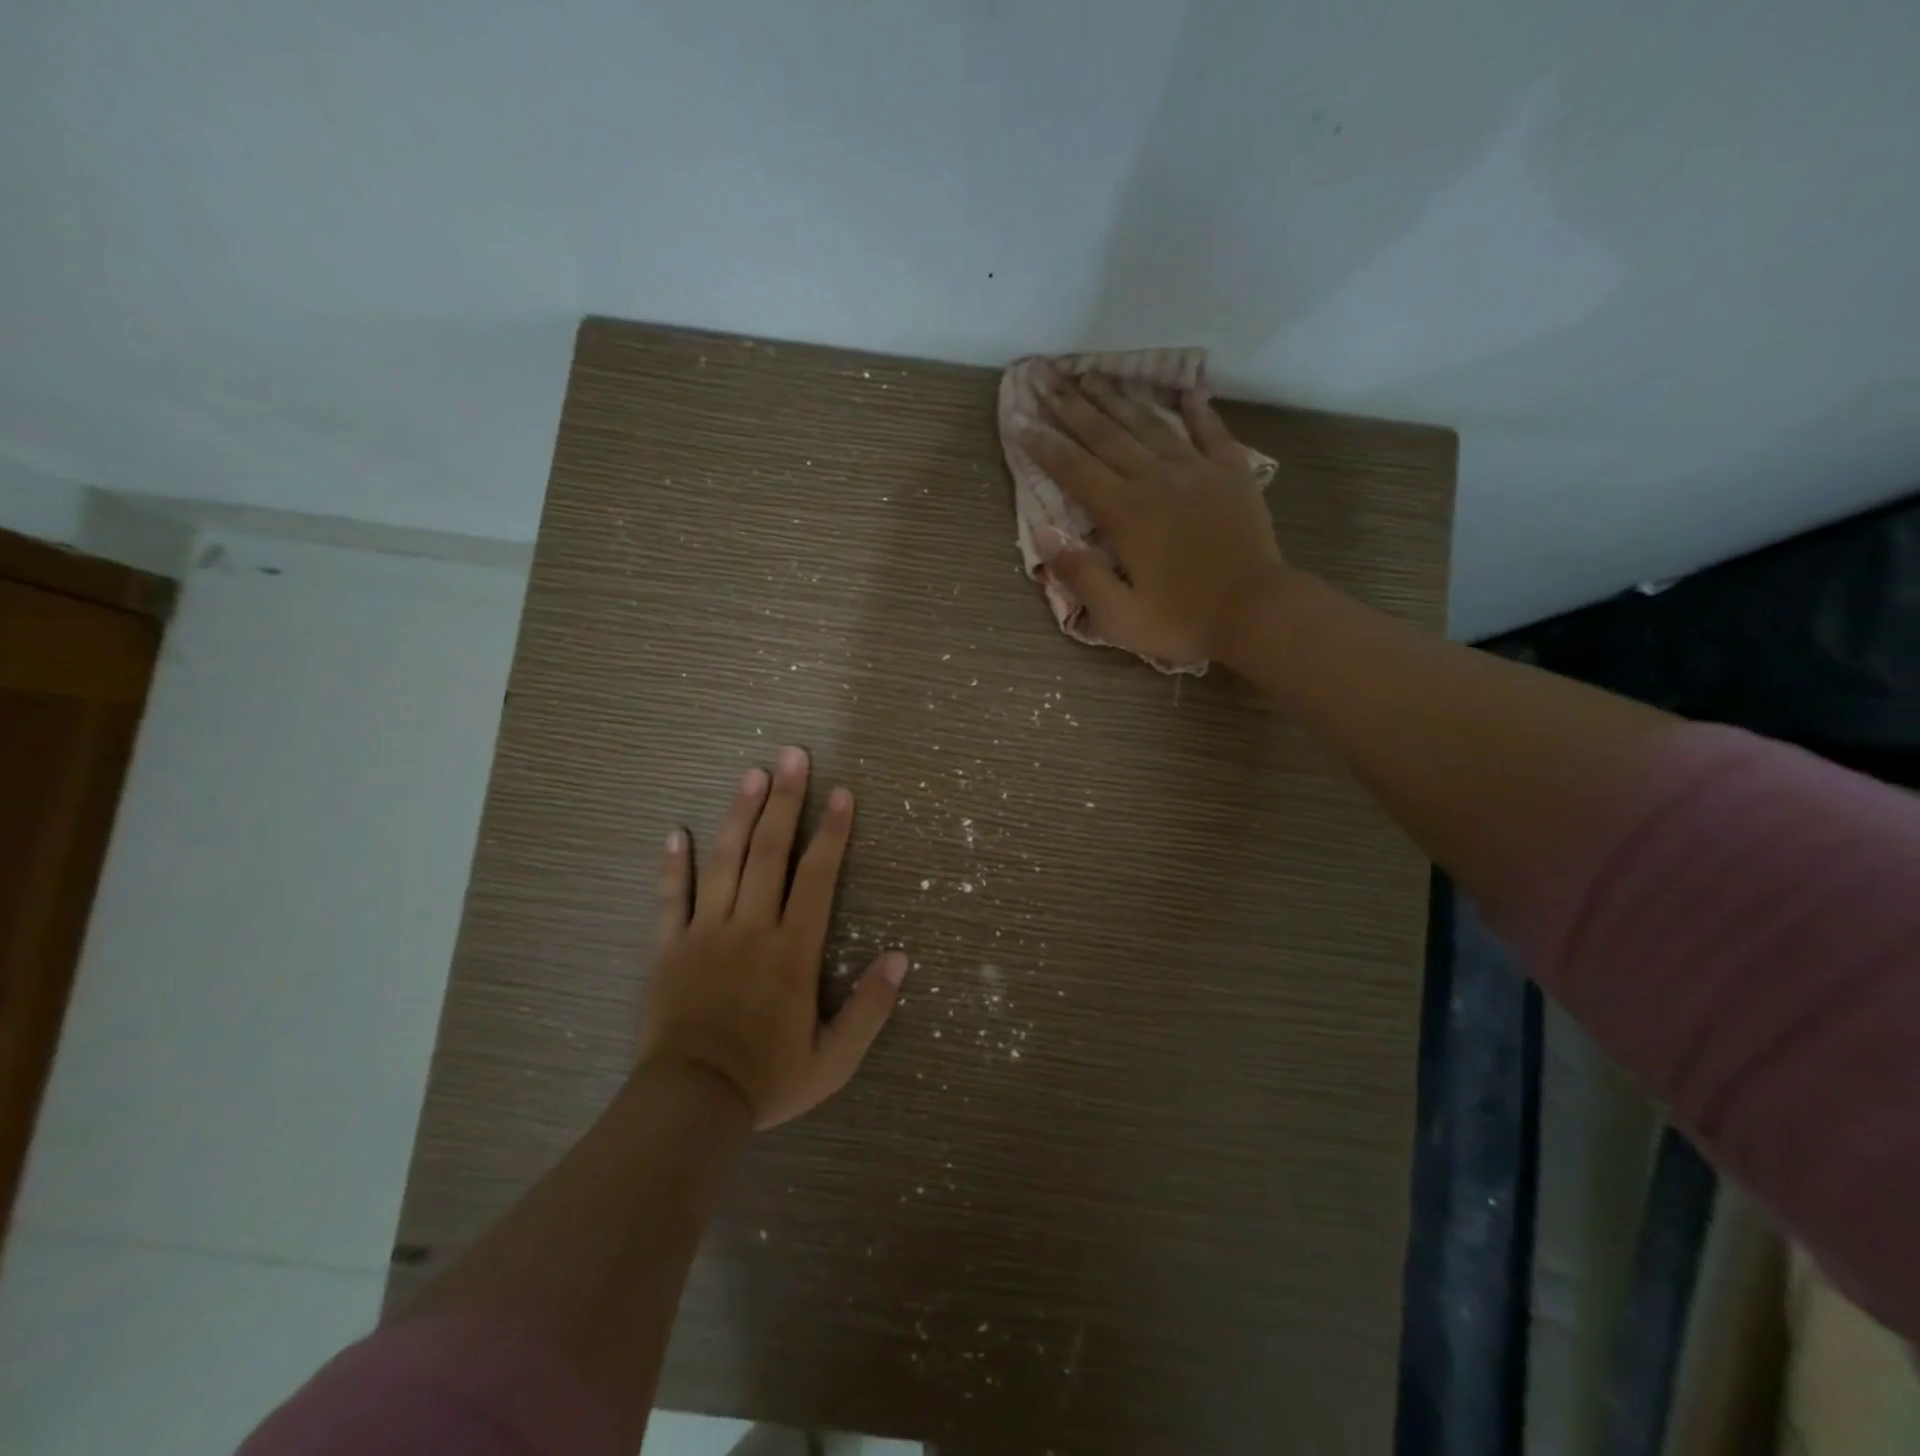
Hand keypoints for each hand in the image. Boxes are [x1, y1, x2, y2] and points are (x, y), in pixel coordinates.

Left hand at [641, 747, 907, 1128]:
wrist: (691, 1105)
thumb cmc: (768, 1079)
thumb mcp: (834, 1059)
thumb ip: (870, 1008)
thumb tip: (900, 958)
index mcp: (793, 950)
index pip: (817, 876)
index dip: (832, 832)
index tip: (842, 793)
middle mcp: (751, 927)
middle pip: (770, 851)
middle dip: (786, 800)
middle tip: (794, 756)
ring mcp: (706, 933)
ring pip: (724, 861)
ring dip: (739, 814)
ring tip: (751, 774)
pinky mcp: (669, 947)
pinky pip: (671, 898)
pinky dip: (673, 864)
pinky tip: (677, 832)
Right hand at [1020, 366, 1290, 668]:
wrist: (1257, 611)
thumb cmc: (1182, 620)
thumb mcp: (1118, 616)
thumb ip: (1079, 574)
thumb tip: (1043, 534)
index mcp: (1124, 513)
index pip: (1074, 470)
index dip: (1043, 445)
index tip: (1019, 420)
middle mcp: (1155, 480)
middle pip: (1106, 435)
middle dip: (1071, 406)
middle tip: (1046, 378)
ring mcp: (1197, 472)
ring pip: (1150, 425)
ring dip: (1118, 398)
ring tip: (1092, 375)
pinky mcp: (1232, 474)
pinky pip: (1212, 433)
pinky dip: (1198, 410)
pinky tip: (1187, 391)